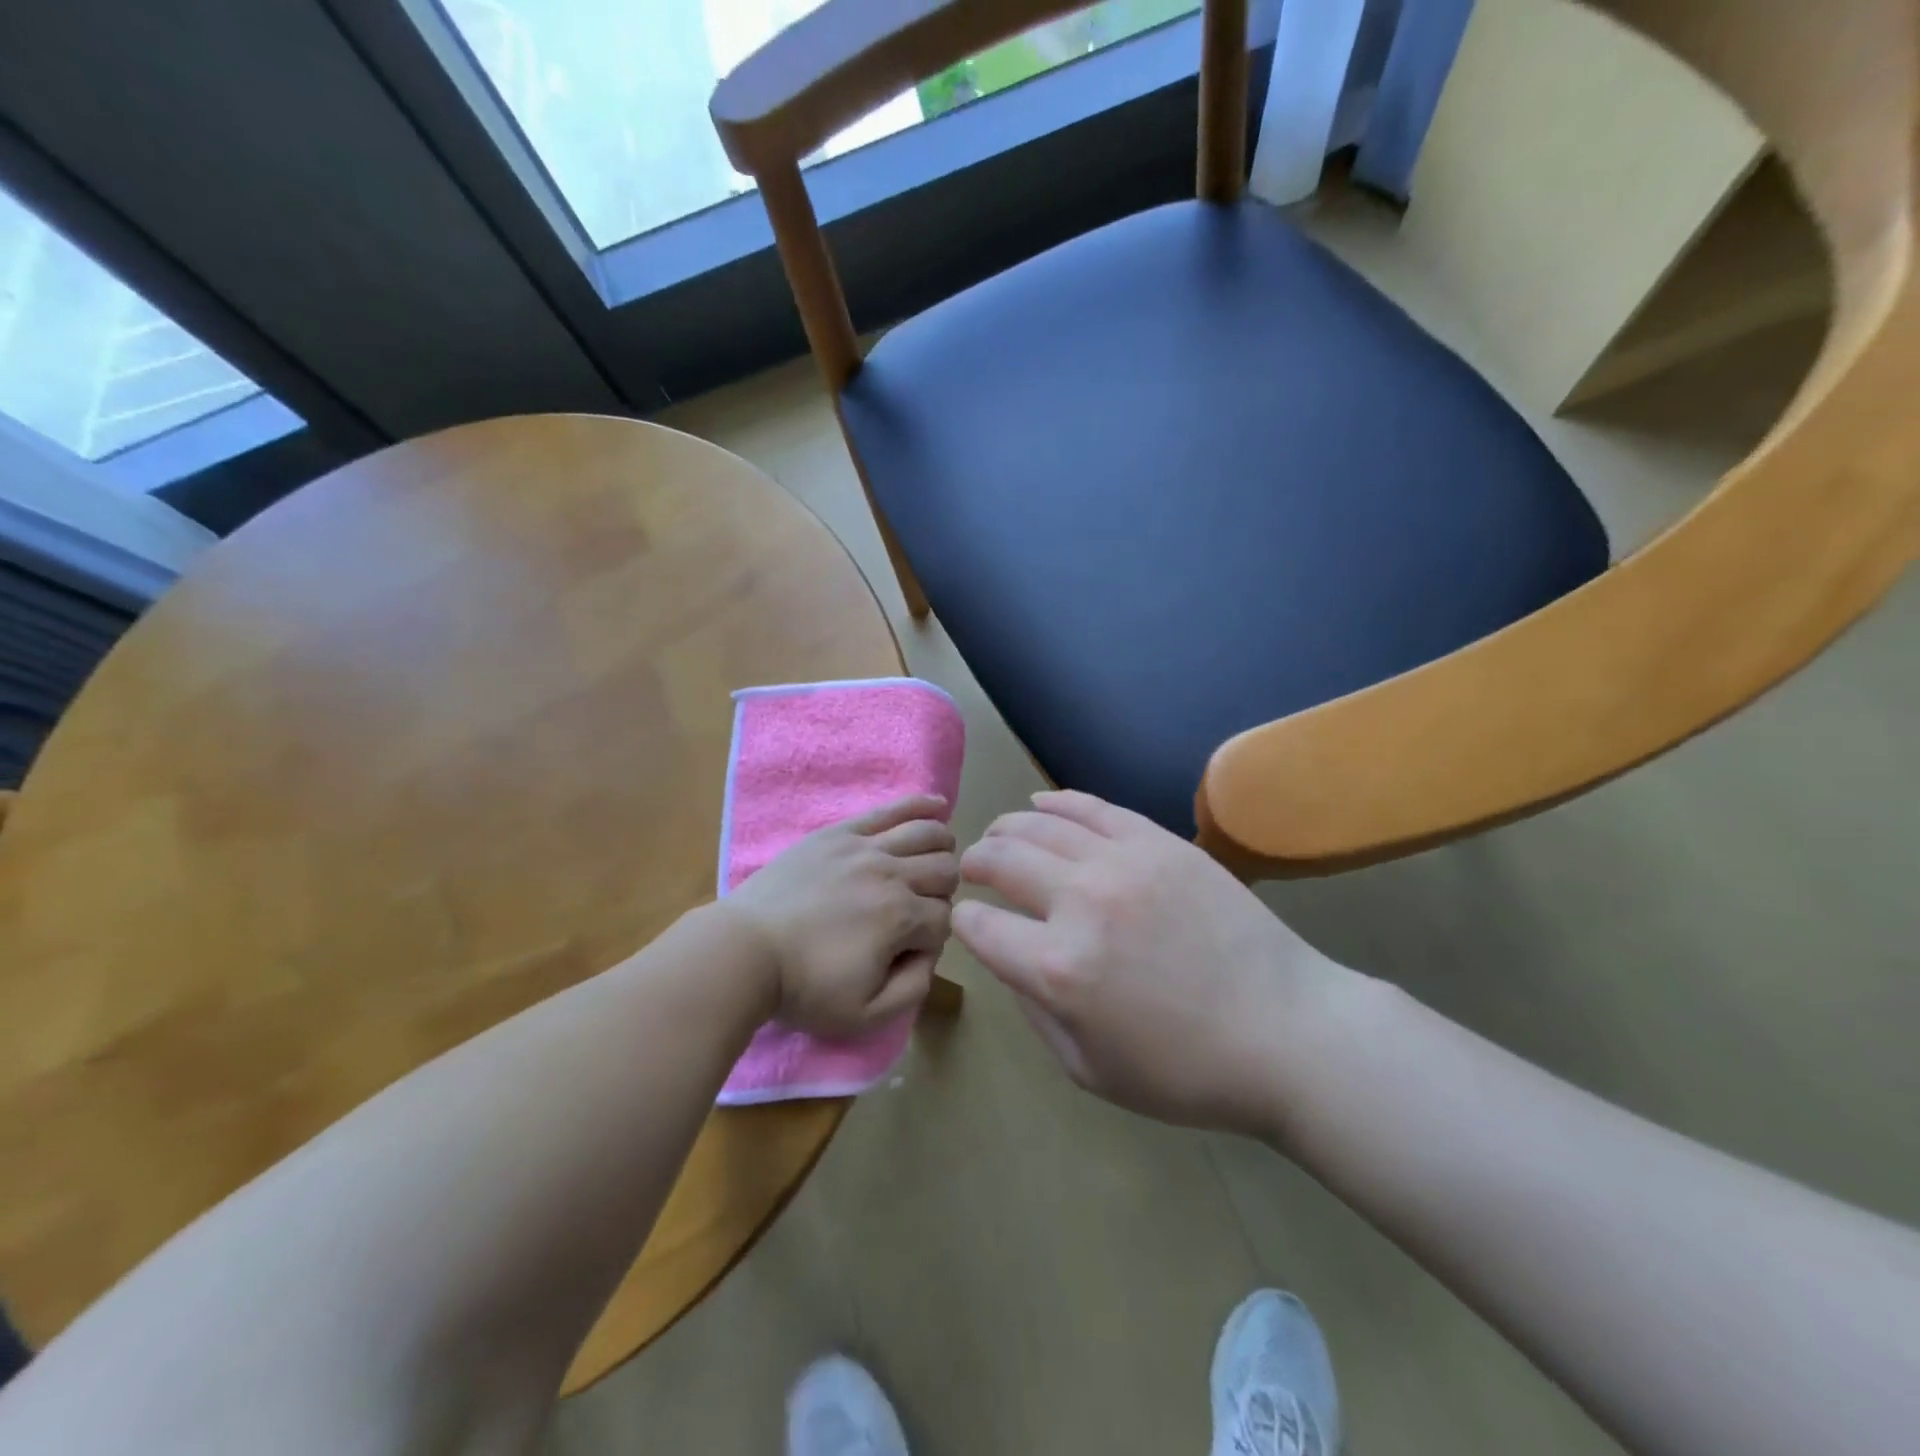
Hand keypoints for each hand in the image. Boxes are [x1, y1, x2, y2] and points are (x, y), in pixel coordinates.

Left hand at [723, 795, 959, 1037]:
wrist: (744, 951)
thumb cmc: (803, 987)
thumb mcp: (866, 1016)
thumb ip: (914, 988)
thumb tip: (931, 952)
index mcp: (901, 918)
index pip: (945, 920)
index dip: (934, 939)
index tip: (908, 952)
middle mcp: (892, 874)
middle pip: (945, 871)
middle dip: (943, 892)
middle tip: (919, 909)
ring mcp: (866, 847)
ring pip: (928, 834)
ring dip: (942, 849)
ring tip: (936, 860)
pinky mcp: (840, 832)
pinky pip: (890, 810)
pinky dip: (921, 805)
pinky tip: (938, 805)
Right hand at [954, 790, 1361, 1135]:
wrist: (1287, 1031)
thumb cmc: (1185, 1069)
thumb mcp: (1089, 1070)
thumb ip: (1034, 1011)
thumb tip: (1010, 959)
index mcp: (1055, 969)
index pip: (979, 926)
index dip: (965, 924)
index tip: (971, 923)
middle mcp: (1078, 902)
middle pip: (1000, 860)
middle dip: (975, 863)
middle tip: (974, 869)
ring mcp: (1121, 862)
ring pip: (1038, 824)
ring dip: (1007, 829)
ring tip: (1001, 837)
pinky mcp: (1158, 841)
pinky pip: (1092, 807)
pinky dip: (1056, 802)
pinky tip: (1039, 804)